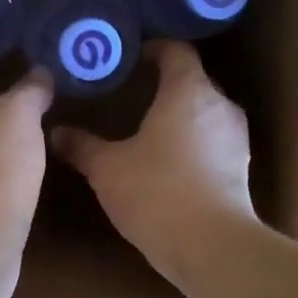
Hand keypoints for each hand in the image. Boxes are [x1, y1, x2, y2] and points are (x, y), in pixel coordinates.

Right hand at [50, 41, 255, 282]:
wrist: (212, 247)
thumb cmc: (157, 192)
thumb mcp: (107, 168)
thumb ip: (82, 146)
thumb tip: (56, 131)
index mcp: (189, 90)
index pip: (176, 50)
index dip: (152, 49)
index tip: (127, 58)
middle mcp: (220, 105)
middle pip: (192, 80)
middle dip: (162, 84)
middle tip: (129, 94)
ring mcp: (236, 138)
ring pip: (204, 113)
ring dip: (179, 116)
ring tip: (146, 127)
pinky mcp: (241, 168)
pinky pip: (212, 141)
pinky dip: (191, 142)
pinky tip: (167, 162)